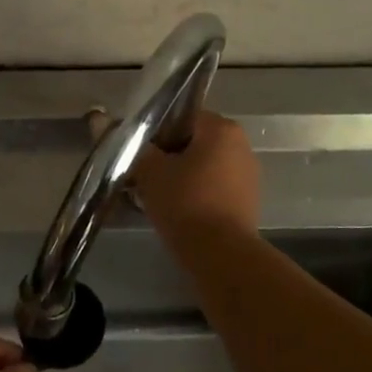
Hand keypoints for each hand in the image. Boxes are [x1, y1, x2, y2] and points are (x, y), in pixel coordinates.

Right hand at [132, 110, 260, 240]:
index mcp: (221, 128)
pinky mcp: (248, 200)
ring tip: (158, 196)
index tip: (142, 154)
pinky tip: (179, 211)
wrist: (220, 254)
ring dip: (182, 176)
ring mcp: (248, 174)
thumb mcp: (150, 171)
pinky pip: (215, 187)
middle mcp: (241, 145)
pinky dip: (197, 194)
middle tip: (145, 176)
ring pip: (204, 166)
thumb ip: (138, 148)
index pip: (182, 117)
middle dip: (169, 156)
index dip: (157, 133)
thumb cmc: (185, 202)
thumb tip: (123, 134)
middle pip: (194, 142)